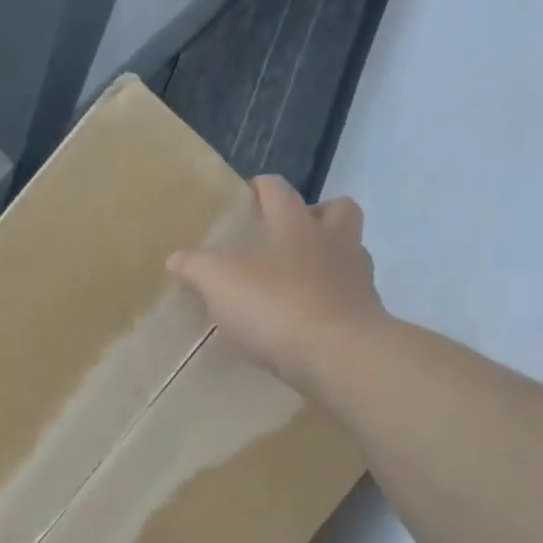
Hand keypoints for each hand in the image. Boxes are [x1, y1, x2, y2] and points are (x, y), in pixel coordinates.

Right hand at [168, 175, 386, 394]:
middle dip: (317, 214)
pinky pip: (350, 296)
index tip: (250, 193)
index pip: (278, 191)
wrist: (339, 354)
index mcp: (295, 225)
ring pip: (350, 252)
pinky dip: (332, 300)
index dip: (262, 188)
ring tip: (300, 280)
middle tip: (291, 235)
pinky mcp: (366, 314)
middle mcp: (333, 241)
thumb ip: (198, 268)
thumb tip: (176, 258)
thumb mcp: (221, 285)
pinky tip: (310, 319)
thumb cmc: (277, 306)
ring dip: (330, 258)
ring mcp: (356, 277)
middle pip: (338, 209)